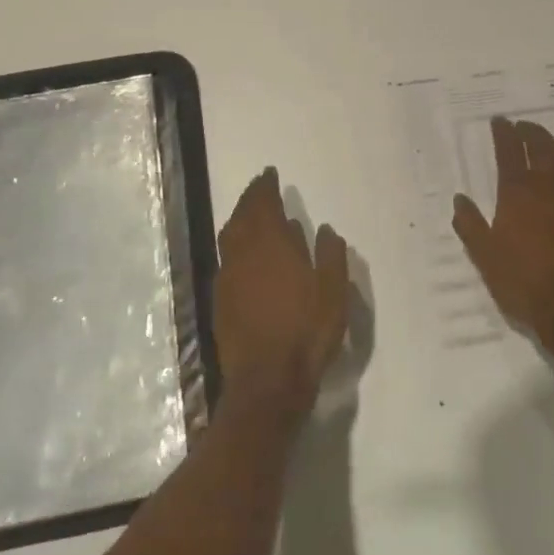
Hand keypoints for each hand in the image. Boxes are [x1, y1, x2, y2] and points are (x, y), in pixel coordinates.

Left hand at [215, 168, 351, 421]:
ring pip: (229, 237)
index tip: (270, 174)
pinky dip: (234, 246)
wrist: (267, 381)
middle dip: (250, 199)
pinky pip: (226, 260)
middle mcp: (243, 254)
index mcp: (271, 245)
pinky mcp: (220, 301)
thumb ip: (330, 255)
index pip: (263, 204)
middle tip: (260, 188)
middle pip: (242, 216)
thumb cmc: (306, 331)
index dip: (265, 187)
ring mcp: (228, 278)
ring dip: (238, 219)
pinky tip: (245, 256)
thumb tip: (324, 228)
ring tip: (250, 215)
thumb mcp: (332, 291)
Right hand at [452, 118, 553, 355]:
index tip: (499, 121)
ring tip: (544, 144)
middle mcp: (548, 185)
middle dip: (529, 131)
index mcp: (517, 193)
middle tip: (521, 127)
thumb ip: (470, 225)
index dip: (503, 132)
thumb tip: (459, 198)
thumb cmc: (523, 283)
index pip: (508, 150)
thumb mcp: (485, 258)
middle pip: (540, 145)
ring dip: (552, 145)